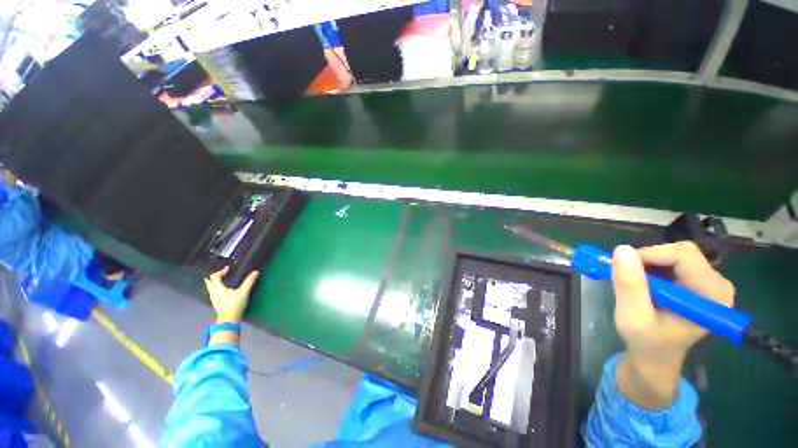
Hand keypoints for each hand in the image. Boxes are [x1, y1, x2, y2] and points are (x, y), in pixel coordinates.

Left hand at [204, 267, 259, 323]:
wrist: (229, 319)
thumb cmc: (234, 305)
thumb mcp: (243, 292)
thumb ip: (249, 281)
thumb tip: (255, 272)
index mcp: (218, 288)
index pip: (215, 276)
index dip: (220, 271)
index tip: (228, 269)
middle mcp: (213, 292)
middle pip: (209, 282)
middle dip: (214, 276)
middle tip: (221, 273)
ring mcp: (214, 298)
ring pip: (210, 287)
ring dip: (214, 282)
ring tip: (222, 279)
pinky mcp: (216, 302)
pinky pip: (213, 292)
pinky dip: (216, 287)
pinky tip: (223, 289)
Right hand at [611, 242, 734, 408]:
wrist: (655, 356)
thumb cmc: (646, 342)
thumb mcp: (632, 317)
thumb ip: (630, 285)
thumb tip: (621, 249)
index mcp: (712, 297)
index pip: (684, 256)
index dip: (650, 256)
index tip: (623, 268)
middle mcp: (718, 285)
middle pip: (681, 252)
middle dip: (648, 260)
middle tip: (626, 276)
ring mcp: (710, 283)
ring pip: (675, 254)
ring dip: (648, 264)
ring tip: (634, 284)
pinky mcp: (699, 281)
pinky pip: (673, 260)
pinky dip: (652, 267)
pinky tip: (644, 284)